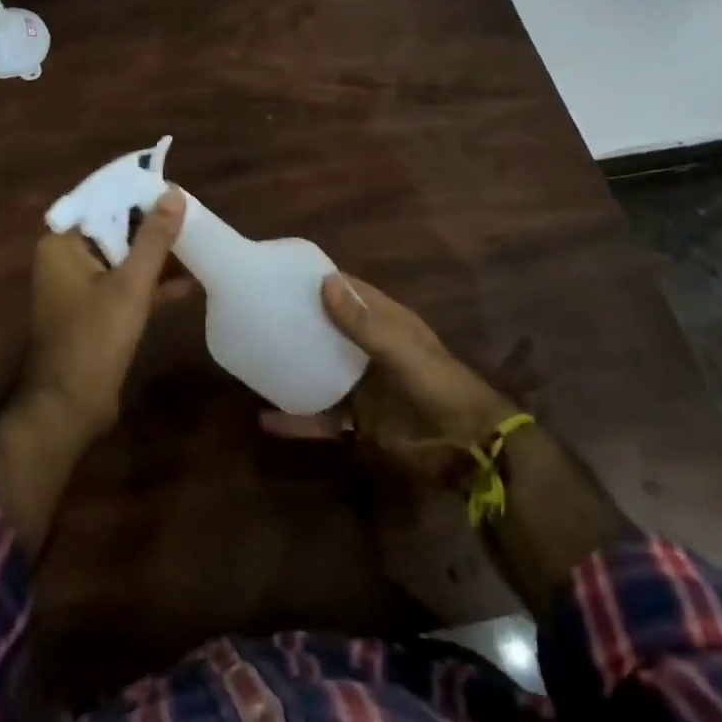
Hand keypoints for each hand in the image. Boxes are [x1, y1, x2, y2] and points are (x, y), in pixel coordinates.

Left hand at [24, 187, 190, 440]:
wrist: (69, 407)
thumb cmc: (94, 338)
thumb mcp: (131, 284)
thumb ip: (154, 238)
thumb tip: (173, 193)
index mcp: (63, 243)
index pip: (101, 201)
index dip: (136, 192)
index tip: (171, 185)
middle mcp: (66, 258)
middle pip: (113, 228)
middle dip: (151, 223)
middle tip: (191, 212)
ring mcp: (80, 286)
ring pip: (122, 257)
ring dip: (155, 254)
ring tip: (196, 241)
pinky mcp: (95, 311)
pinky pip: (125, 285)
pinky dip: (151, 284)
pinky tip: (189, 284)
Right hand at [262, 273, 533, 480]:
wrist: (467, 448)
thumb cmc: (437, 386)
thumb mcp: (400, 350)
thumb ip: (362, 323)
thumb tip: (324, 281)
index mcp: (386, 323)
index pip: (350, 293)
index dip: (321, 281)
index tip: (284, 273)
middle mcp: (370, 350)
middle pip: (329, 330)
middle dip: (300, 320)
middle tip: (259, 310)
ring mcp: (363, 387)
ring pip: (320, 371)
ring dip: (294, 366)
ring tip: (255, 356)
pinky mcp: (359, 422)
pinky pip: (321, 418)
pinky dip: (296, 420)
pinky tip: (266, 420)